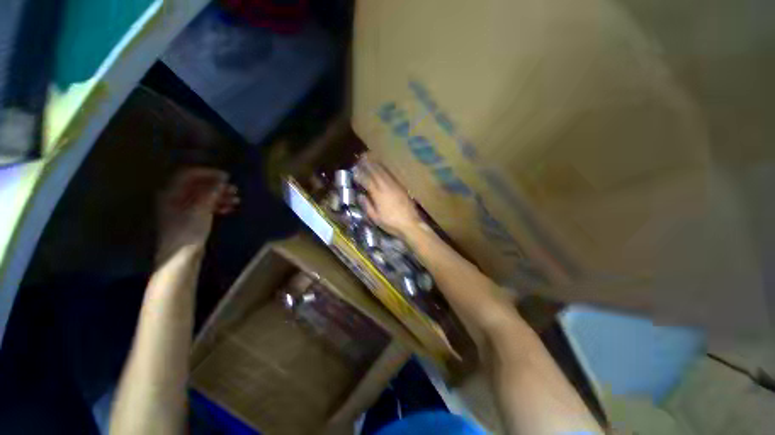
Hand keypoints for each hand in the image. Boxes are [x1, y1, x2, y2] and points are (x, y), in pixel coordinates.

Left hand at [156, 167, 238, 263]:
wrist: (181, 257)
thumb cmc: (188, 230)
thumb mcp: (201, 209)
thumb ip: (210, 193)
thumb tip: (221, 181)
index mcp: (172, 193)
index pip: (189, 175)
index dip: (208, 173)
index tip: (226, 177)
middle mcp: (175, 199)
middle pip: (197, 186)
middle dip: (217, 186)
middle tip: (234, 189)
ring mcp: (182, 210)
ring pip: (203, 197)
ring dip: (220, 196)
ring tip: (236, 200)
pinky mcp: (189, 220)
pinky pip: (204, 207)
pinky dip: (217, 205)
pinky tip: (229, 208)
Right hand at [357, 156, 421, 237]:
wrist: (410, 223)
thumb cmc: (391, 223)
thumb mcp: (375, 218)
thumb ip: (367, 205)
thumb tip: (361, 196)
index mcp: (378, 194)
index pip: (367, 181)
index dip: (360, 175)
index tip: (355, 170)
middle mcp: (386, 187)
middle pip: (376, 172)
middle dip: (368, 165)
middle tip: (362, 158)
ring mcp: (395, 186)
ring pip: (384, 172)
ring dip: (376, 165)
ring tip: (371, 158)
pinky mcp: (401, 187)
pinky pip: (391, 176)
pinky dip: (386, 170)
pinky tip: (383, 168)